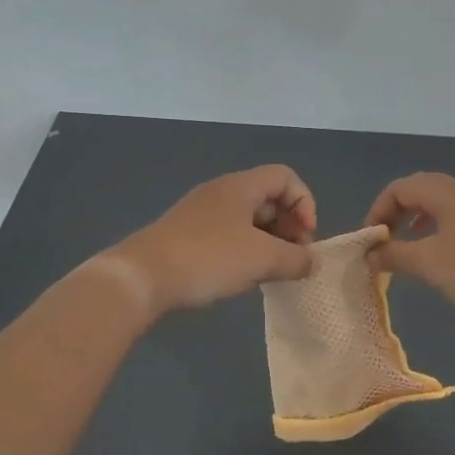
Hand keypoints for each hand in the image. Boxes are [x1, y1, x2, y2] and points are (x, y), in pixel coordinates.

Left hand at [103, 165, 316, 315]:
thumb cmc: (208, 258)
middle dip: (289, 226)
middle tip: (293, 259)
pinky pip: (228, 235)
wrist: (142, 277)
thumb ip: (295, 259)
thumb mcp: (261, 259)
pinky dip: (245, 251)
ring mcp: (201, 214)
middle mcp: (221, 192)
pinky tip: (243, 277)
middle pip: (268, 198)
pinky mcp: (187, 236)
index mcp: (240, 186)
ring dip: (268, 242)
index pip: (285, 177)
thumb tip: (313, 262)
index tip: (305, 237)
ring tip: (271, 272)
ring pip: (248, 220)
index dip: (304, 203)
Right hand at [363, 172, 454, 320]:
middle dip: (397, 213)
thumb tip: (370, 253)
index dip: (378, 210)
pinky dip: (441, 227)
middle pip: (421, 189)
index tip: (371, 240)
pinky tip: (444, 252)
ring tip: (411, 247)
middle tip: (386, 241)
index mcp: (446, 192)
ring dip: (419, 220)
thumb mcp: (430, 265)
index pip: (399, 188)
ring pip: (442, 202)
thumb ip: (395, 256)